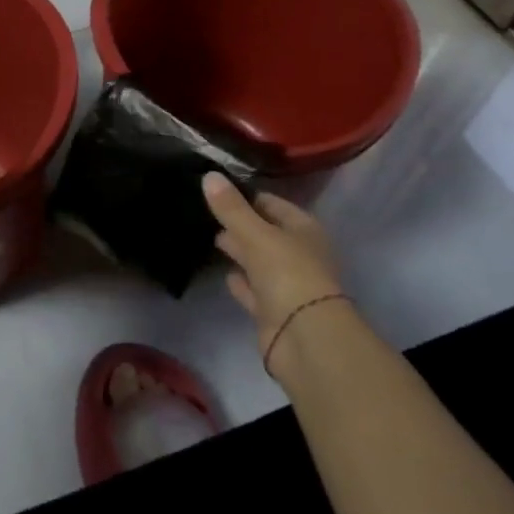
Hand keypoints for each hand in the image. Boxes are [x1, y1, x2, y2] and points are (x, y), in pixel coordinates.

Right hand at [203, 173, 346, 375]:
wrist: (305, 338)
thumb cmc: (288, 274)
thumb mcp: (256, 235)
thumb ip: (231, 208)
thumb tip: (209, 174)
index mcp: (303, 230)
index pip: (272, 204)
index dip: (246, 196)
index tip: (216, 189)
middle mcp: (298, 254)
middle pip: (266, 232)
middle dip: (241, 223)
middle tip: (208, 212)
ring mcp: (287, 284)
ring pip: (259, 261)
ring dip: (240, 252)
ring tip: (211, 238)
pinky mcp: (274, 311)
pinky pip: (254, 290)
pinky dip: (241, 282)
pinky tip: (225, 274)